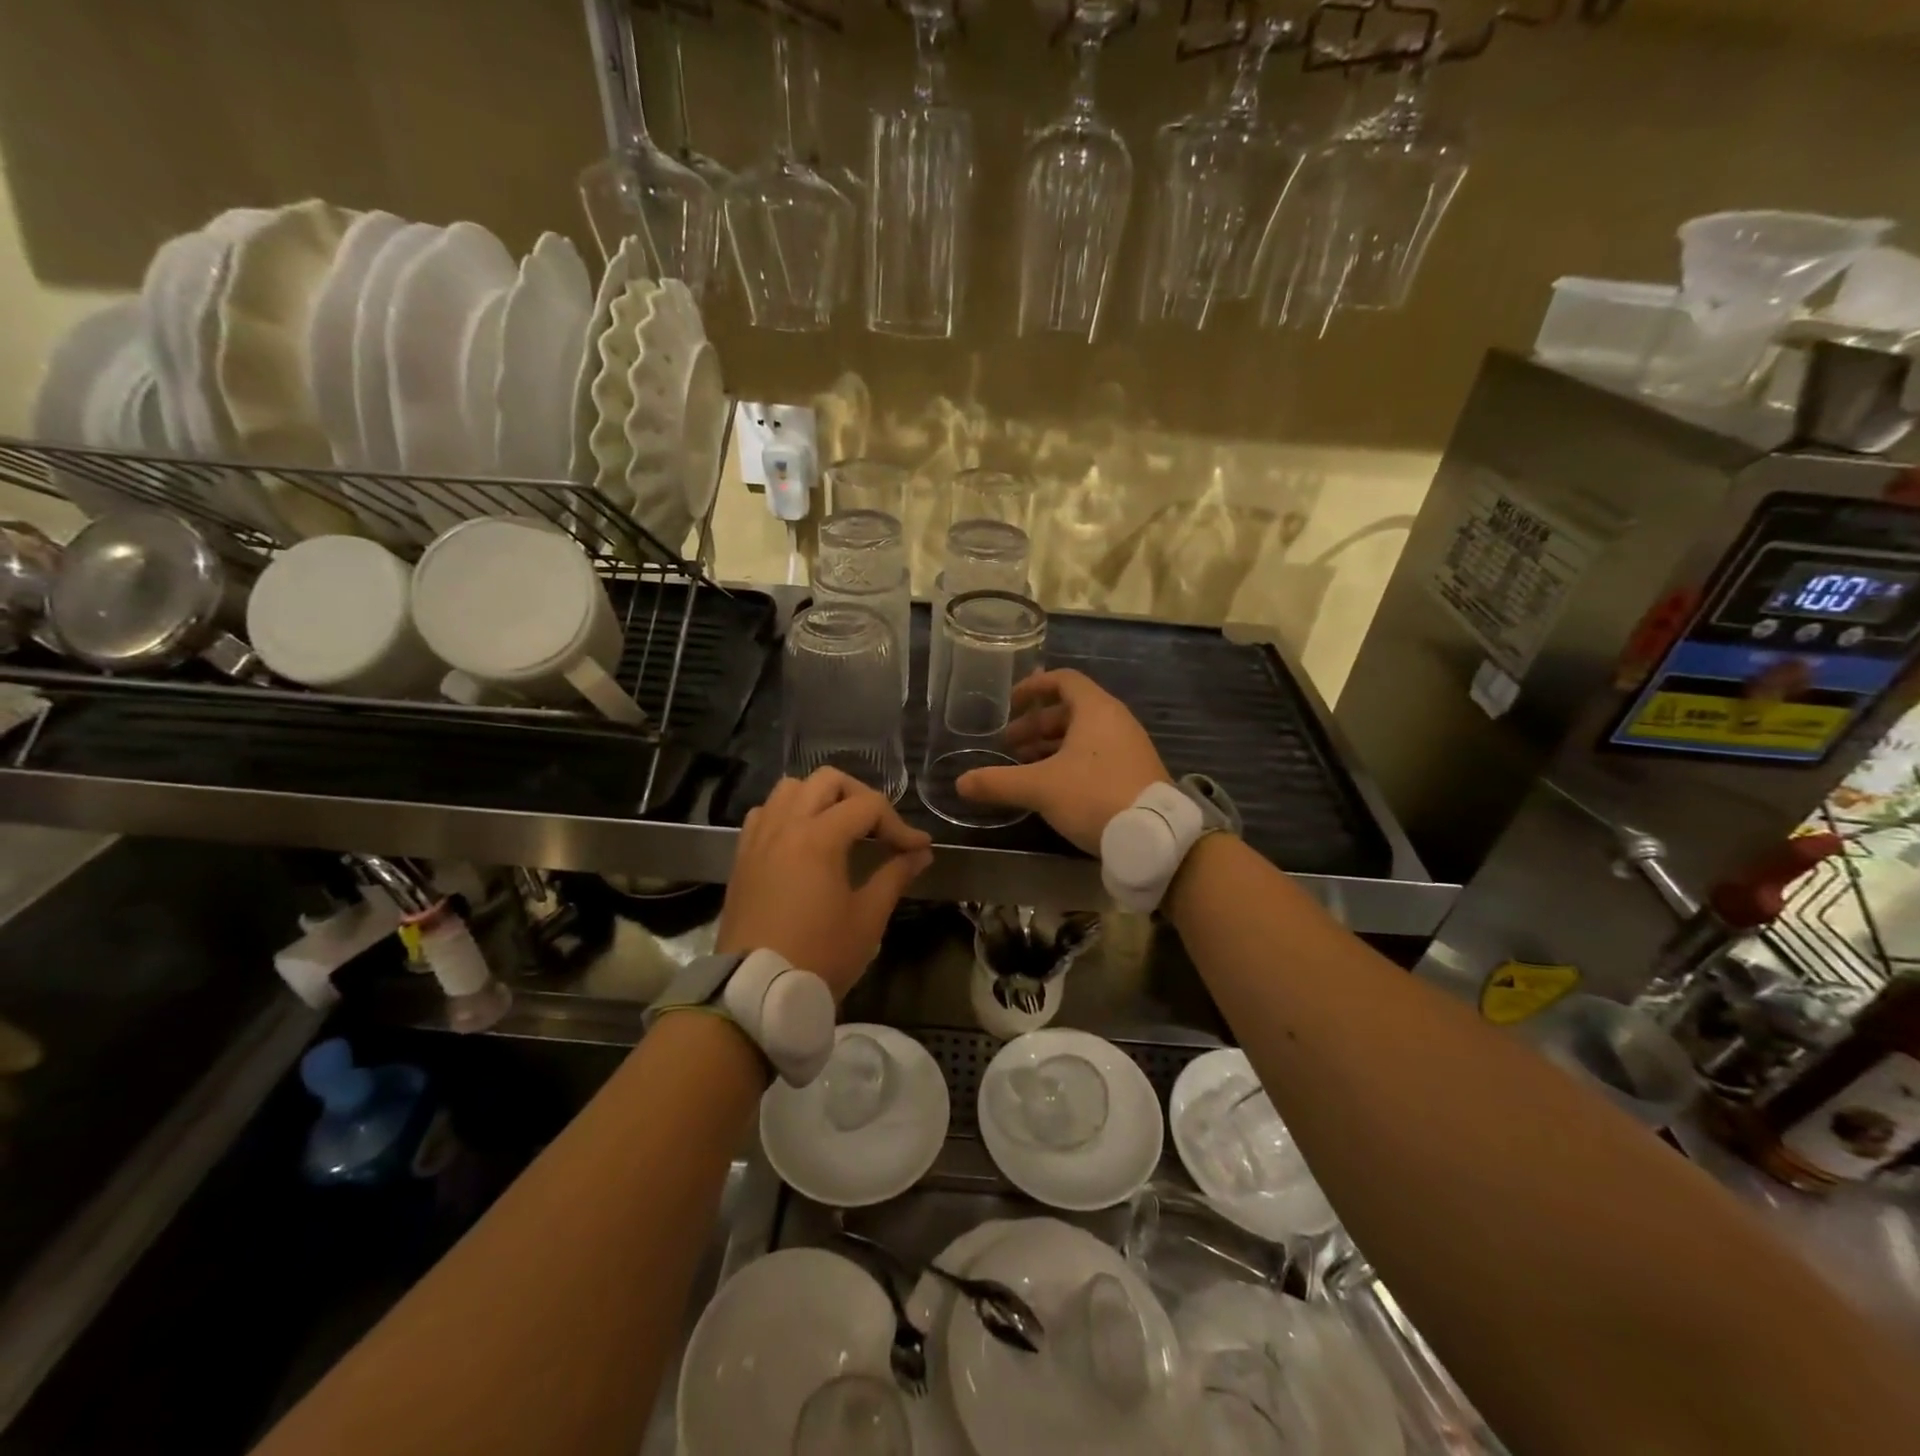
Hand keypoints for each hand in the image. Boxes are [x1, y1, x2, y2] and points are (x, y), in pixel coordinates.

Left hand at [717, 768, 933, 998]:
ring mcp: (759, 838)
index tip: (918, 849)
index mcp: (818, 837)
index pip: (868, 806)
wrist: (756, 992)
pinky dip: (788, 813)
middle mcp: (786, 825)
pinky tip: (802, 839)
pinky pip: (765, 813)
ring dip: (821, 798)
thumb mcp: (867, 918)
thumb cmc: (819, 955)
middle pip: (827, 780)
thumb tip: (920, 853)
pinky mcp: (743, 856)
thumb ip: (895, 876)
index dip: (899, 825)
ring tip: (840, 827)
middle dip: (861, 796)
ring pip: (790, 788)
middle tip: (879, 828)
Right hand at [956, 668, 1167, 853]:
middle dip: (1036, 725)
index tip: (1010, 704)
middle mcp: (1115, 721)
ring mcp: (1128, 747)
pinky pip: (1096, 755)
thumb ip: (998, 782)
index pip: (1063, 681)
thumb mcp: (1040, 788)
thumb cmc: (1094, 796)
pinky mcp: (1134, 772)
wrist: (1154, 836)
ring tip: (1024, 766)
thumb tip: (960, 782)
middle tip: (1009, 745)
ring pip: (1082, 736)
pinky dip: (1070, 761)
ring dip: (1050, 746)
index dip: (1033, 688)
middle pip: (1070, 710)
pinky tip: (1052, 787)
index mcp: (1096, 710)